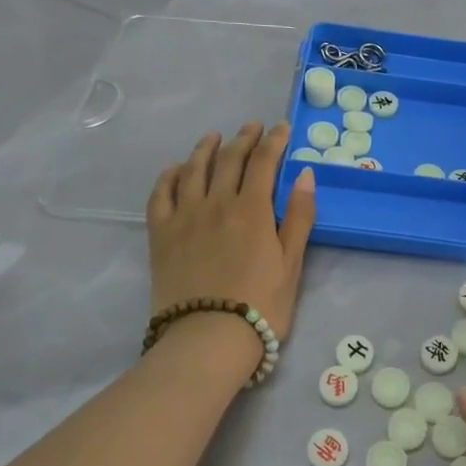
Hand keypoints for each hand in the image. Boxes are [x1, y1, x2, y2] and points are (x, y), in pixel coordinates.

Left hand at [147, 123, 315, 339]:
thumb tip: (304, 174)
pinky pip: (160, 194)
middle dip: (243, 138)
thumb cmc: (261, 305)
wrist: (208, 338)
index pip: (263, 162)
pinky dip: (169, 175)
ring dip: (206, 148)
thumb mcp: (292, 263)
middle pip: (229, 159)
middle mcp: (216, 203)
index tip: (282, 128)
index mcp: (252, 210)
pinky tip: (176, 169)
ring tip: (214, 138)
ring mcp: (184, 216)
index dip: (274, 141)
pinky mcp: (160, 234)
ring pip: (193, 169)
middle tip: (252, 127)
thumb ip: (300, 217)